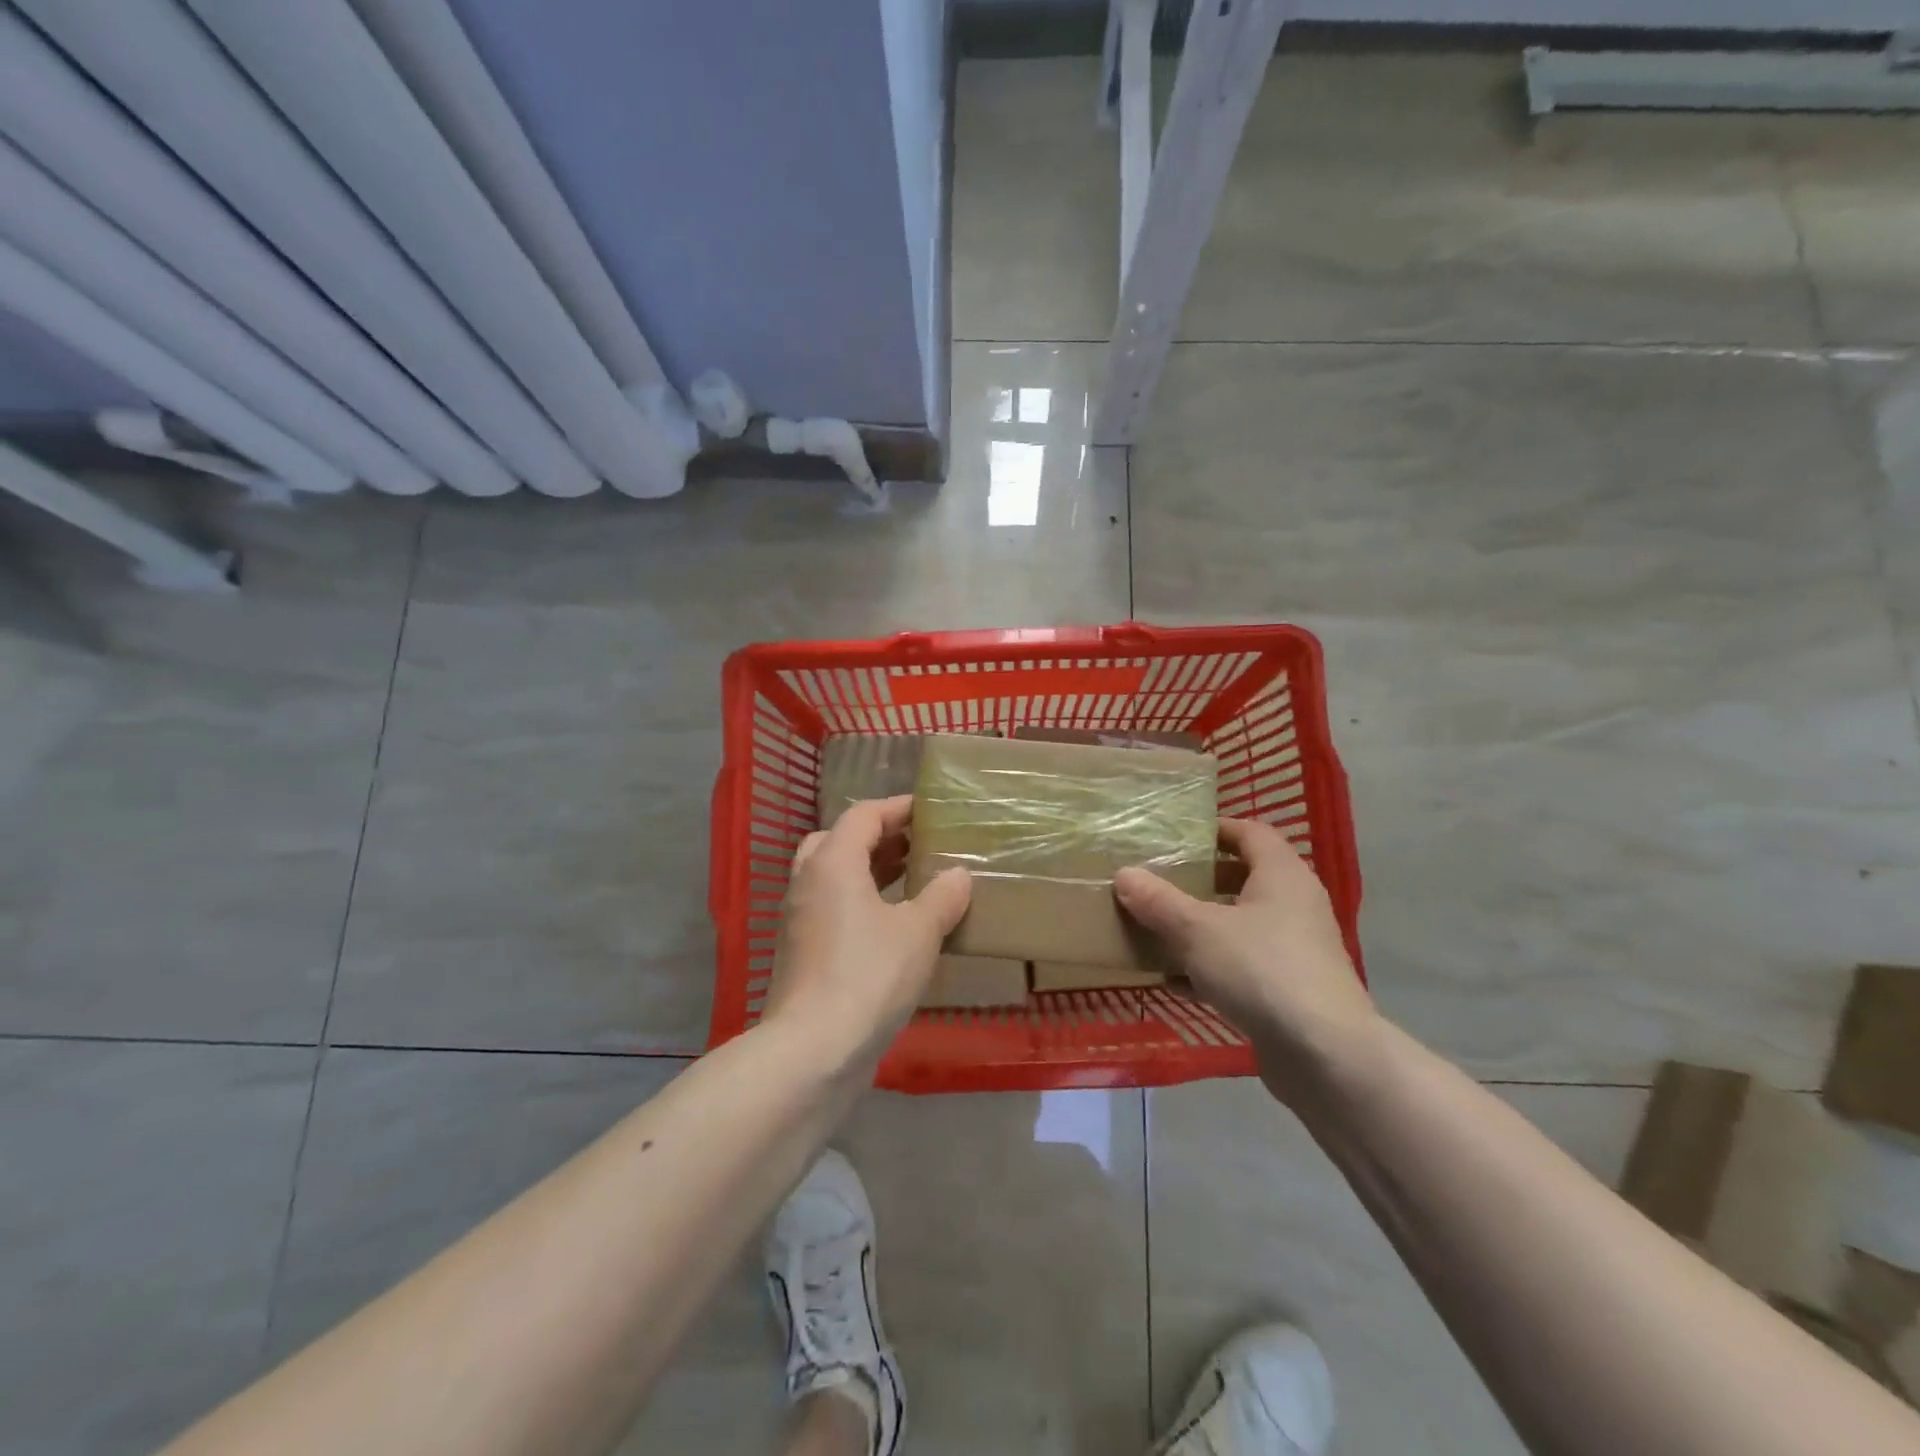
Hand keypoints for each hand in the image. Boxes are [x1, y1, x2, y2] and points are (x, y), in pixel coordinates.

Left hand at [764, 795, 970, 1064]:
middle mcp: (808, 882)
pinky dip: (861, 902)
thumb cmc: (869, 975)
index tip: (930, 810)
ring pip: (834, 877)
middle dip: (880, 838)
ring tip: (913, 879)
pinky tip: (895, 925)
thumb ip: (943, 896)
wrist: (813, 1050)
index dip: (898, 808)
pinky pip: (833, 908)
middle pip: (841, 841)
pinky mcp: (802, 952)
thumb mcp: (919, 932)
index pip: (863, 815)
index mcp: (833, 862)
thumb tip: (958, 874)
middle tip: (918, 844)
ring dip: (870, 871)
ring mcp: (800, 918)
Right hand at [1114, 818, 1373, 1101]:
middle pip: (1243, 878)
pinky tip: (1172, 982)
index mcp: (1281, 875)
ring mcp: (1295, 950)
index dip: (1214, 828)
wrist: (1325, 1055)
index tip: (1175, 835)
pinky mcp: (1289, 991)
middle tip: (1157, 880)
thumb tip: (1124, 874)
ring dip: (1200, 927)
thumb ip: (1158, 901)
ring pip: (1239, 926)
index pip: (1250, 832)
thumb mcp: (1197, 930)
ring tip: (1155, 928)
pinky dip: (1209, 969)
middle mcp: (1294, 905)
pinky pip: (1242, 967)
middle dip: (1200, 880)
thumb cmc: (1261, 969)